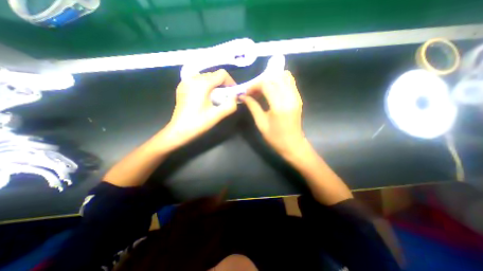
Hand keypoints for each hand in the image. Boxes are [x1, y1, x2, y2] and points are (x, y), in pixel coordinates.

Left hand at [160, 68, 238, 150]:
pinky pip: (198, 80)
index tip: (232, 93)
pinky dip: (205, 85)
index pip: (222, 74)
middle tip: (225, 97)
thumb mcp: (218, 115)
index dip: (230, 82)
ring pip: (206, 77)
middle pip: (214, 75)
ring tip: (215, 97)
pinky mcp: (182, 86)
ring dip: (214, 85)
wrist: (179, 130)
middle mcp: (192, 78)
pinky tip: (205, 97)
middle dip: (222, 84)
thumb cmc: (199, 123)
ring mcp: (185, 81)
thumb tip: (235, 96)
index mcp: (202, 84)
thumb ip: (230, 105)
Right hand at [241, 71, 304, 157]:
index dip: (255, 85)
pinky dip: (280, 81)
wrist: (293, 145)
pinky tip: (273, 89)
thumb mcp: (261, 123)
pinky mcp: (298, 98)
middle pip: (275, 78)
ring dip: (271, 79)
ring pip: (284, 77)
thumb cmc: (275, 138)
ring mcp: (296, 97)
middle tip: (254, 91)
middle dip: (261, 82)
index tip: (248, 92)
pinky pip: (290, 82)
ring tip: (263, 89)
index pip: (266, 85)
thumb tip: (243, 97)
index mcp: (279, 106)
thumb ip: (253, 107)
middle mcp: (290, 98)